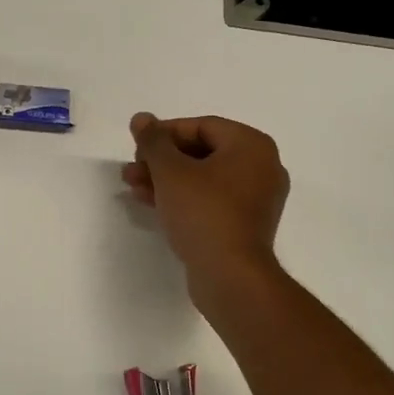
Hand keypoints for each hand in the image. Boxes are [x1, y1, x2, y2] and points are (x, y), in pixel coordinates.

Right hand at [122, 113, 289, 289]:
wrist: (230, 276)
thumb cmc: (204, 212)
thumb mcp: (171, 171)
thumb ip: (153, 141)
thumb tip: (141, 118)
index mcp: (252, 145)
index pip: (201, 126)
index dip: (164, 133)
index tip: (136, 146)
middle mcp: (262, 167)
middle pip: (202, 152)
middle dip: (161, 160)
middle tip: (132, 169)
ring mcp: (256, 199)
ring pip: (203, 178)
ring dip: (166, 179)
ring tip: (133, 186)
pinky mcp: (245, 225)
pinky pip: (211, 200)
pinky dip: (183, 198)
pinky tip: (152, 203)